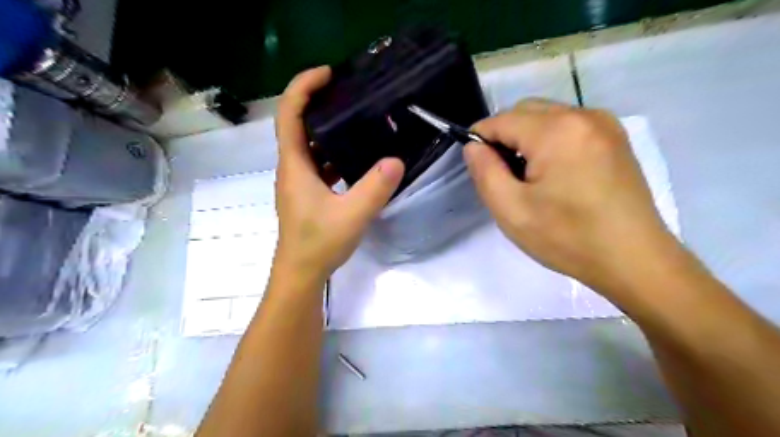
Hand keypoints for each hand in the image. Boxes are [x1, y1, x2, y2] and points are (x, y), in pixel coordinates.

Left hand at [274, 67, 404, 281]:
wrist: (302, 273)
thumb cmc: (318, 243)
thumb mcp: (352, 215)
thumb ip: (375, 188)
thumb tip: (396, 160)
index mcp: (295, 165)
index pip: (290, 114)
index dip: (303, 87)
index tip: (328, 73)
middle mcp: (293, 168)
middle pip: (299, 124)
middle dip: (319, 102)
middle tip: (348, 91)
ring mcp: (300, 181)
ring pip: (310, 145)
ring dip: (328, 128)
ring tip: (356, 118)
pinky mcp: (309, 193)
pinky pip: (319, 163)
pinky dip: (334, 153)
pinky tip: (356, 156)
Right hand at [465, 99, 679, 295]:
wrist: (634, 259)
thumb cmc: (567, 238)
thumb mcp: (511, 210)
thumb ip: (485, 171)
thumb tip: (474, 147)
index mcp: (556, 130)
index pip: (501, 120)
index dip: (480, 140)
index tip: (479, 168)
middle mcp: (583, 115)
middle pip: (525, 111)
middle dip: (505, 137)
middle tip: (505, 176)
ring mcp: (604, 124)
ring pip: (546, 117)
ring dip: (527, 139)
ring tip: (530, 178)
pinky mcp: (615, 137)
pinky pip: (568, 126)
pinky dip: (550, 141)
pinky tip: (555, 174)